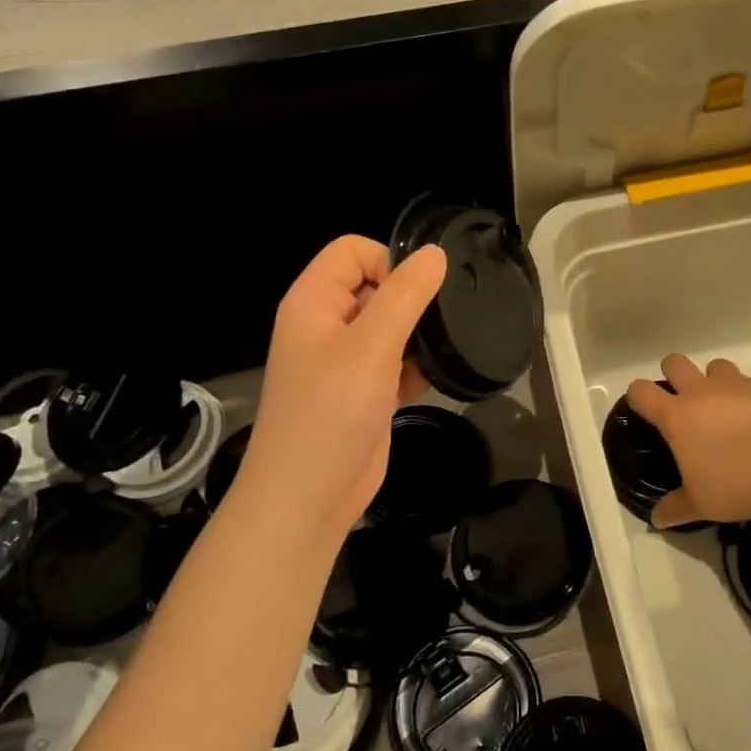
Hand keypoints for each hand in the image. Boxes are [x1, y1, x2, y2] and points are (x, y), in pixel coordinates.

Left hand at [236, 235, 446, 543]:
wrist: (307, 499)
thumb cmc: (331, 414)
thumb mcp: (370, 347)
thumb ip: (405, 296)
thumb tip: (435, 252)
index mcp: (314, 302)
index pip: (353, 251)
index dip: (387, 261)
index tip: (418, 295)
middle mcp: (327, 325)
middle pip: (374, 285)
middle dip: (410, 299)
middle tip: (440, 323)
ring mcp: (345, 361)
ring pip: (390, 325)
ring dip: (418, 334)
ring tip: (442, 349)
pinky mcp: (365, 392)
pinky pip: (396, 361)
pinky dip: (416, 365)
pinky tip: (434, 379)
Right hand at [627, 354, 750, 527]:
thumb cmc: (734, 489)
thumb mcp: (699, 504)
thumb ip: (675, 507)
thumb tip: (657, 519)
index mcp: (677, 416)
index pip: (641, 391)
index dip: (638, 396)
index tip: (644, 408)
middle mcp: (703, 392)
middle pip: (675, 362)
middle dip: (674, 374)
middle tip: (684, 400)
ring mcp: (738, 386)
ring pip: (717, 366)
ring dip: (717, 381)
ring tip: (727, 407)